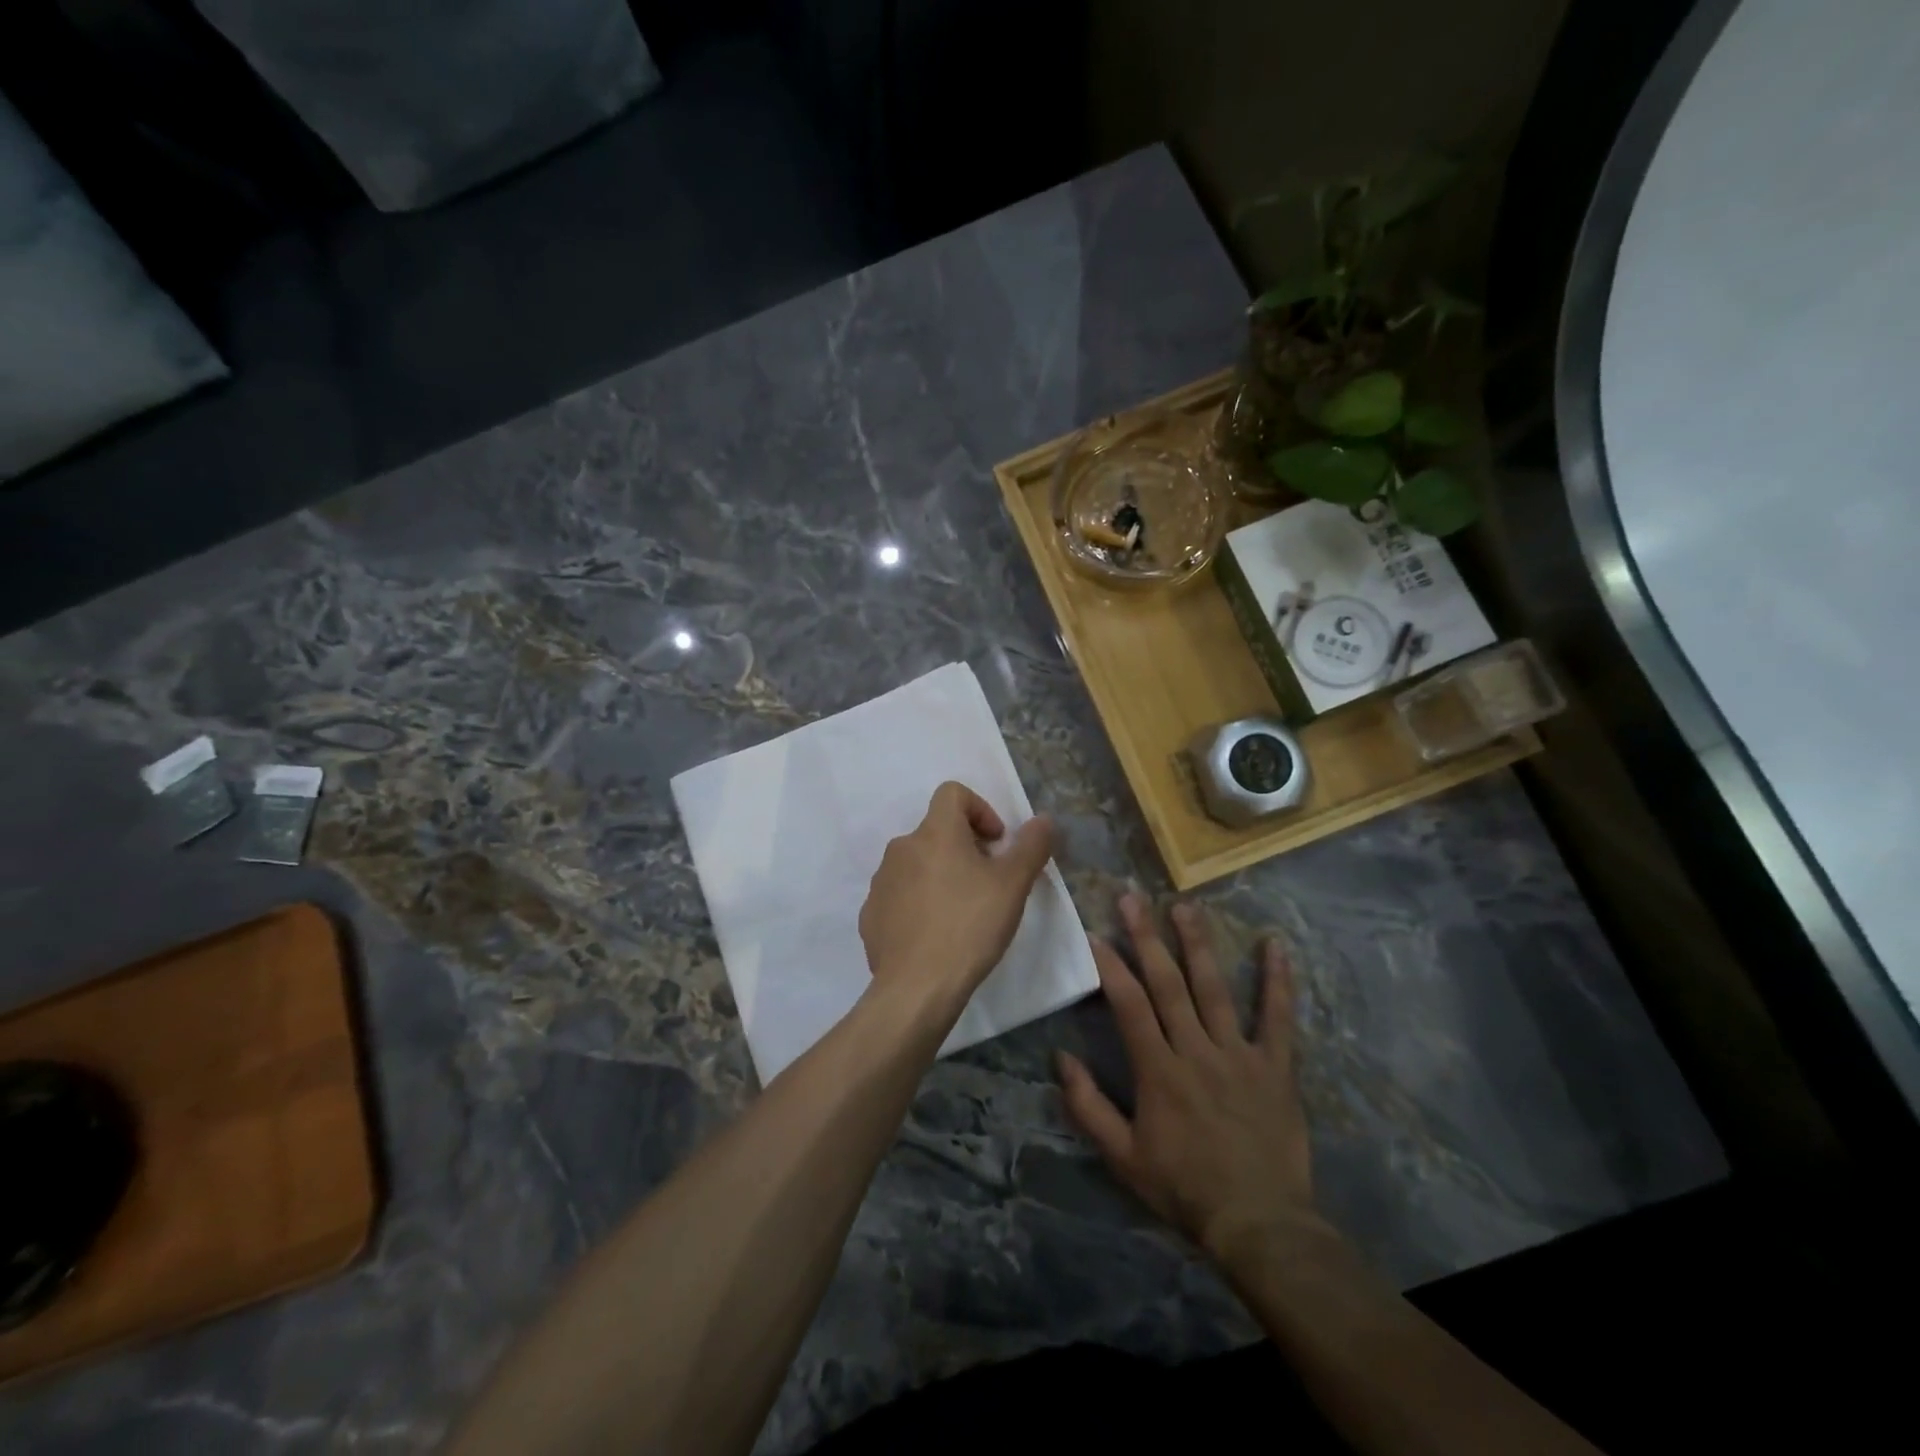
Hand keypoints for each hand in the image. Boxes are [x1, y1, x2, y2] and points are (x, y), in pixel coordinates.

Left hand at [858, 781, 1055, 1016]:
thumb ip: (1031, 846)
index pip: (952, 793)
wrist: (917, 987)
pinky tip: (935, 934)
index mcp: (935, 832)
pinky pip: (899, 895)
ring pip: (916, 864)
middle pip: (936, 831)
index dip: (980, 809)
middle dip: (964, 848)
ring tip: (961, 912)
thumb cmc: (970, 926)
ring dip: (940, 875)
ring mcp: (881, 881)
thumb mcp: (1013, 885)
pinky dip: (918, 903)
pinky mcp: (871, 914)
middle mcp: (901, 848)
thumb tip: (1042, 819)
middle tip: (987, 884)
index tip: (996, 844)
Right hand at [1057, 894, 1321, 1267]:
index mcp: (1158, 1070)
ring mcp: (1238, 1054)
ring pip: (1214, 988)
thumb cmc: (1184, 1188)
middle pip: (1167, 983)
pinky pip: (1277, 1017)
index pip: (1129, 1005)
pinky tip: (1274, 944)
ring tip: (1184, 905)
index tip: (1095, 933)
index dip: (1111, 966)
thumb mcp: (1123, 1157)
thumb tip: (1061, 1058)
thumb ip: (1088, 1107)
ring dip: (1197, 944)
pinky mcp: (1275, 1066)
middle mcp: (1196, 1050)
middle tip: (1132, 897)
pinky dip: (1277, 980)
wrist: (1260, 1225)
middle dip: (1147, 936)